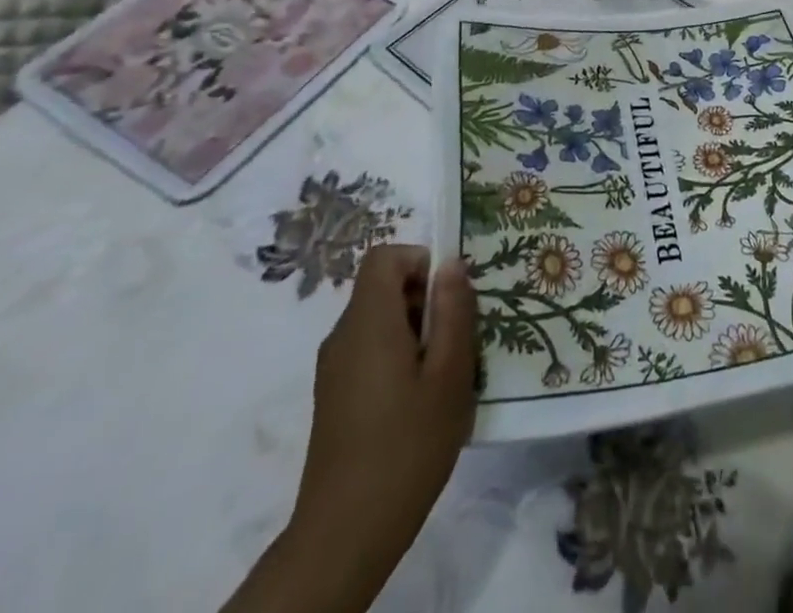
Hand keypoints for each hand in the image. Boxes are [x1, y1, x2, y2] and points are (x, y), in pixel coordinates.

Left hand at [288, 247, 475, 592]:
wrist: (344, 536)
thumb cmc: (407, 446)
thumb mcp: (449, 374)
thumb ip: (453, 312)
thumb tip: (451, 264)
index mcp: (368, 322)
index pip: (384, 256)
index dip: (419, 260)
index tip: (449, 295)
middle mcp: (343, 336)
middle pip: (383, 287)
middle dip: (425, 299)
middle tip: (458, 337)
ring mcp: (334, 368)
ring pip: (379, 320)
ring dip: (416, 330)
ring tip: (445, 372)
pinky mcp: (335, 396)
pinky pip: (369, 350)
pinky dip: (398, 355)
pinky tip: (421, 400)